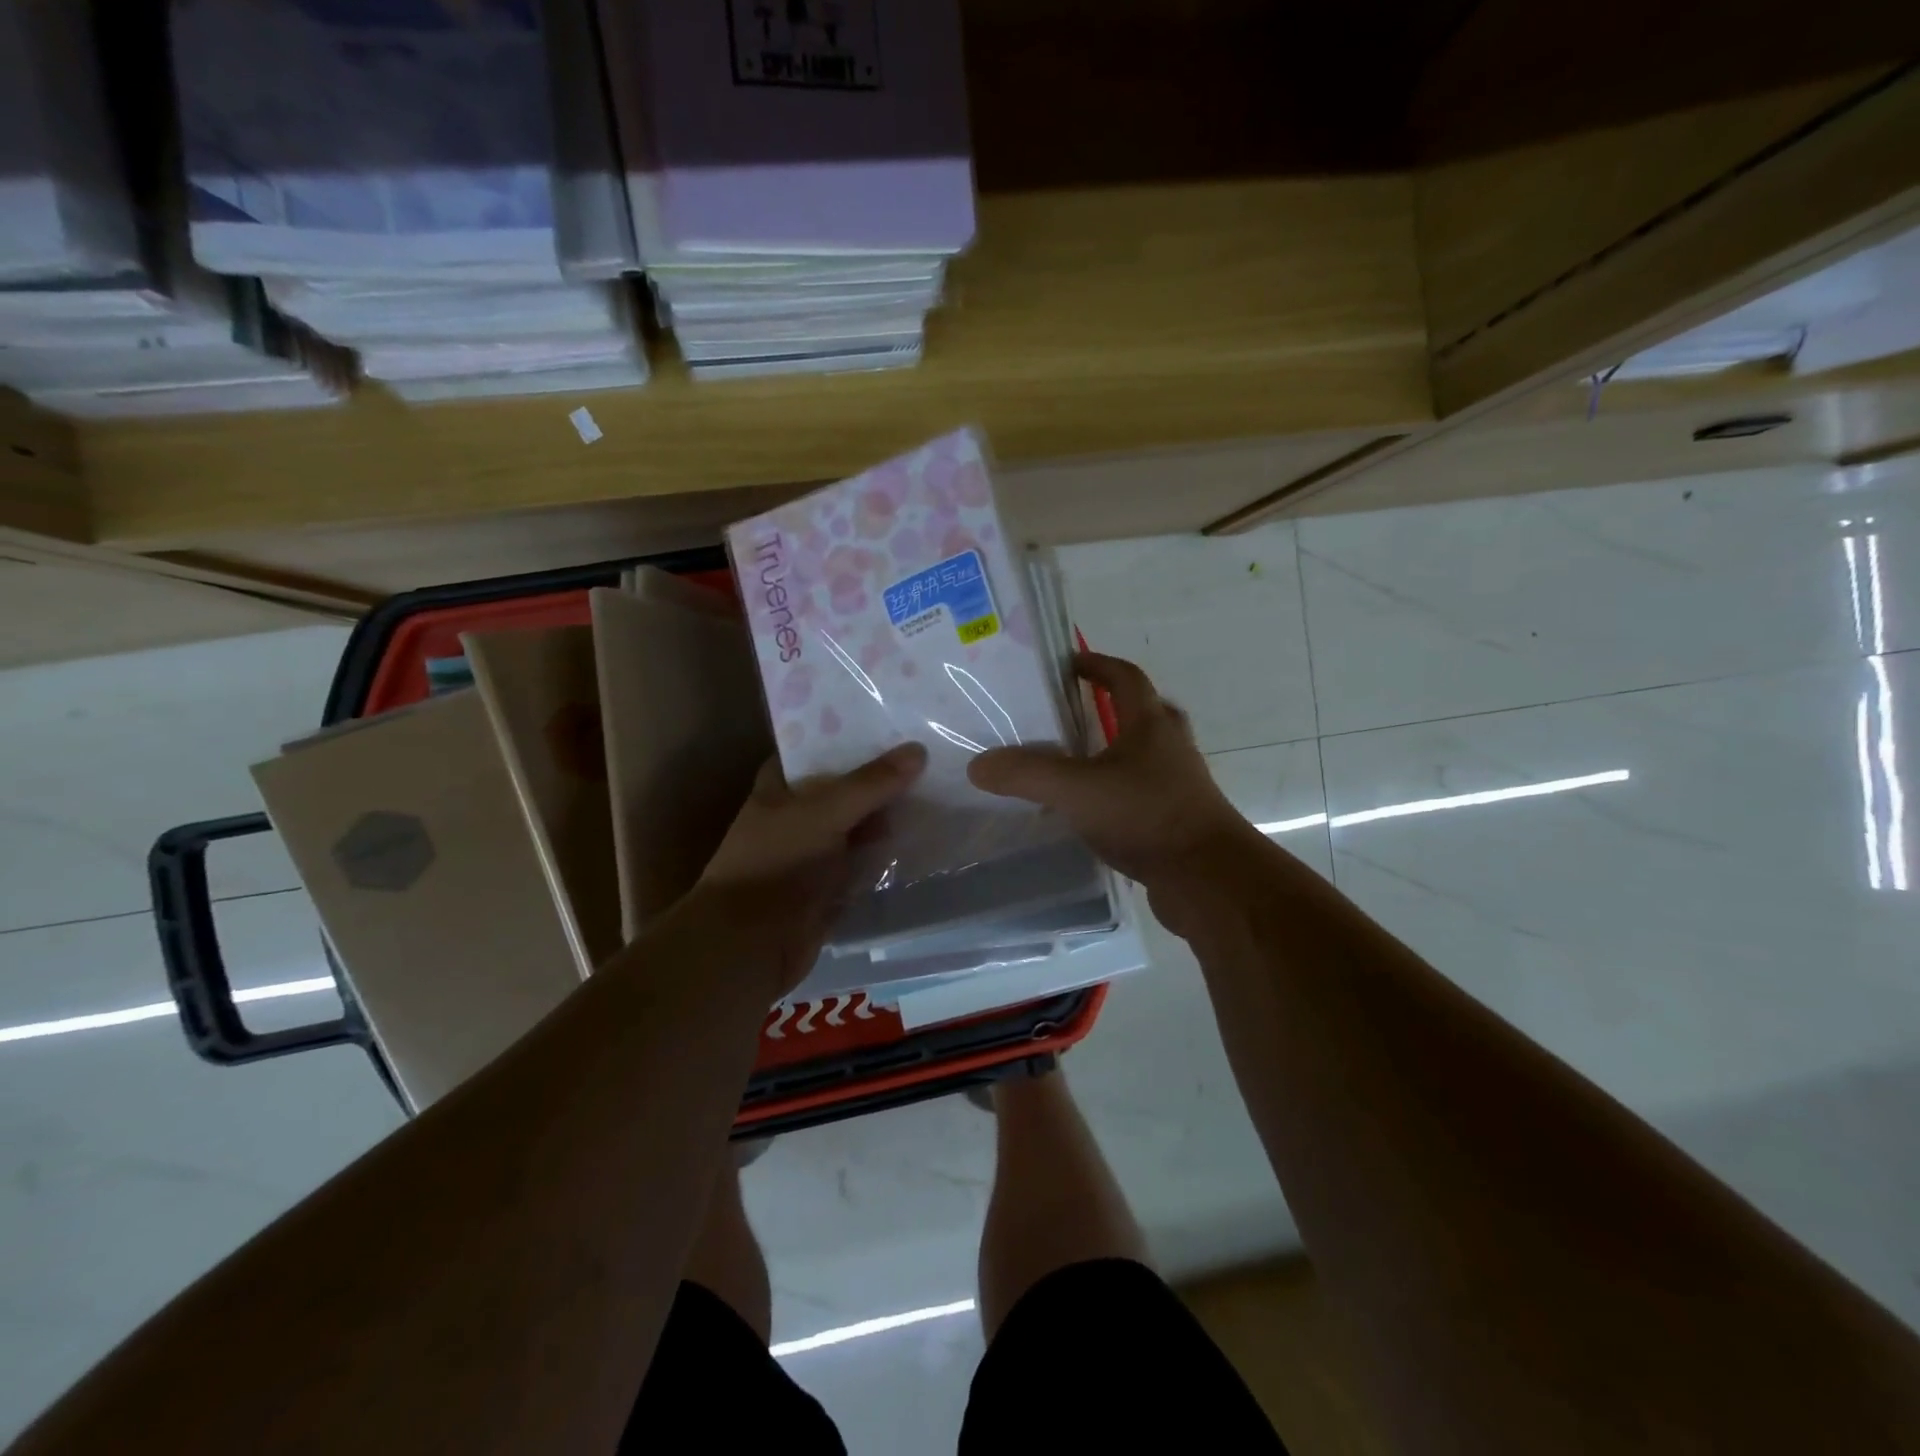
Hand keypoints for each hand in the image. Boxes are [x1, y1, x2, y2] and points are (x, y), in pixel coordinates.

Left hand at [693, 743, 927, 997]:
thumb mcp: (825, 811)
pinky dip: (887, 854)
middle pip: (844, 789)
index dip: (849, 737)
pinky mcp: (831, 887)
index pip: (816, 749)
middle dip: (880, 777)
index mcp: (780, 787)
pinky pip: (865, 863)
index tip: (891, 722)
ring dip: (889, 817)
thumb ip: (871, 783)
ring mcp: (814, 853)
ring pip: (858, 827)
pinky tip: (924, 838)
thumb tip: (918, 749)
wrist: (751, 944)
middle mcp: (796, 815)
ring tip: (938, 790)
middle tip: (930, 752)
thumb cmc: (777, 862)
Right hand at [967, 653, 1256, 892]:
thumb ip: (1026, 774)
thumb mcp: (1075, 790)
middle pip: (1143, 713)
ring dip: (1115, 753)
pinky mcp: (1178, 820)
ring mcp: (1179, 785)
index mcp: (1150, 725)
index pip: (1125, 677)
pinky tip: (1091, 813)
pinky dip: (1118, 793)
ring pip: (1144, 756)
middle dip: (1110, 707)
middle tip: (1073, 714)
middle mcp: (1170, 747)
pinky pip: (1143, 794)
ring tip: (1074, 765)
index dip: (1097, 665)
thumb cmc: (1146, 816)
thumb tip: (978, 765)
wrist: (1208, 880)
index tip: (1069, 664)